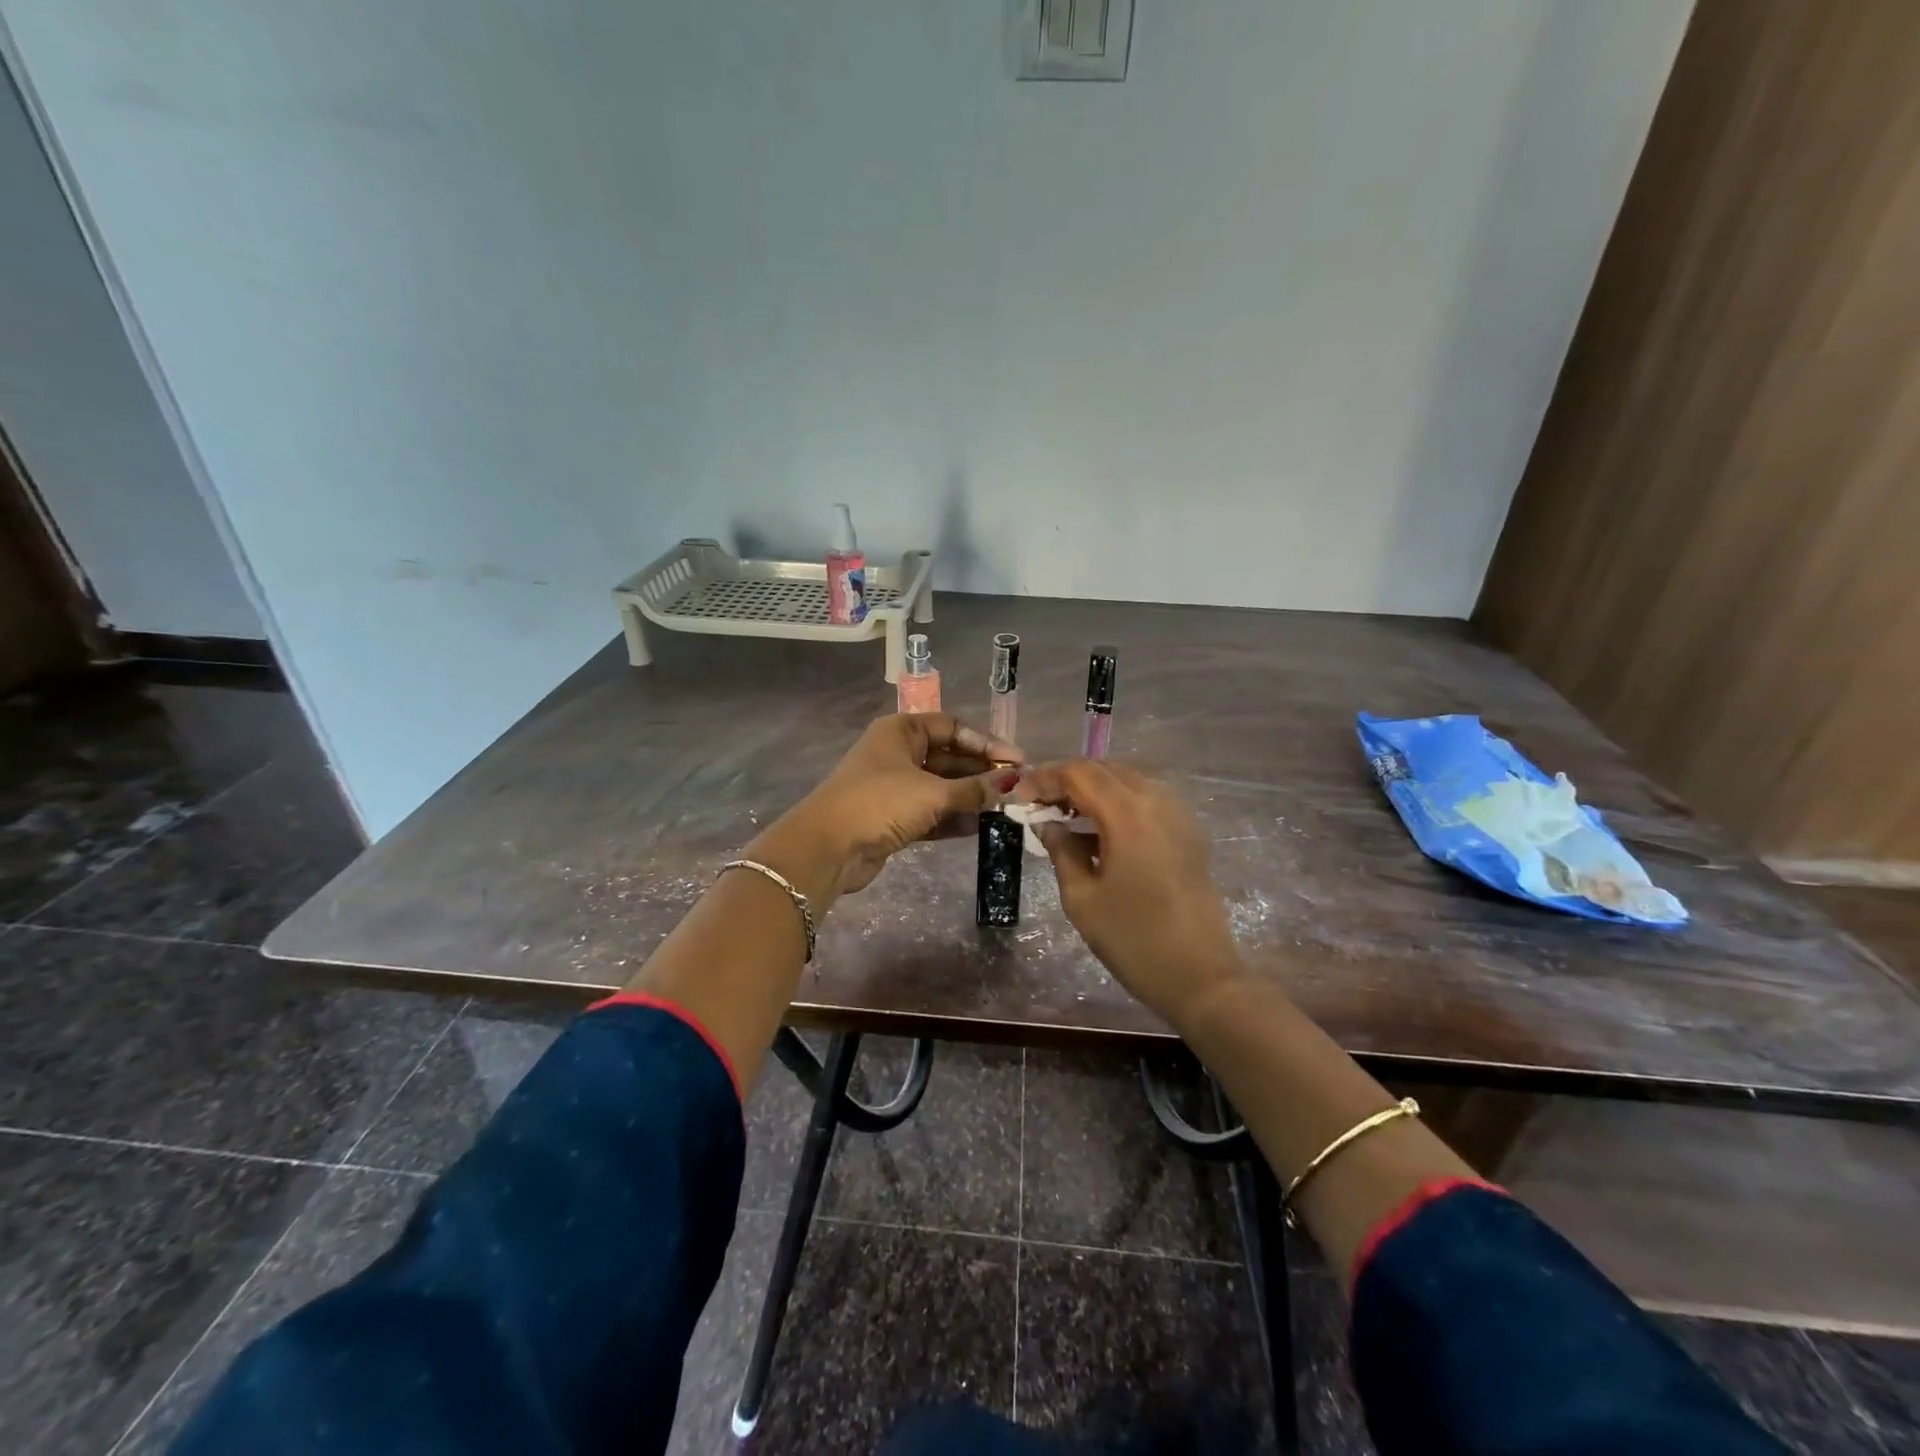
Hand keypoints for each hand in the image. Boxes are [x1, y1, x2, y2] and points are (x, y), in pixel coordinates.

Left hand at [748, 714, 1021, 903]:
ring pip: (942, 786)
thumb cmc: (880, 803)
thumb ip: (974, 789)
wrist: (827, 848)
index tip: (1017, 762)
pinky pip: (932, 811)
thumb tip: (1013, 785)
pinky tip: (982, 827)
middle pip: (949, 757)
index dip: (986, 742)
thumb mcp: (933, 793)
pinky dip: (954, 817)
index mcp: (902, 731)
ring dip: (971, 797)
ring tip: (1006, 809)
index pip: (953, 727)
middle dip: (981, 772)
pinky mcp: (893, 817)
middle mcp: (898, 753)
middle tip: (1017, 788)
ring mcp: (894, 787)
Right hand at [1020, 760, 1245, 1028]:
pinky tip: (1102, 830)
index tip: (1019, 798)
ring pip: (1128, 779)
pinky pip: (1148, 797)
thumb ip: (1061, 851)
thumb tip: (1047, 824)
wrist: (1202, 978)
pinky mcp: (1190, 831)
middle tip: (1039, 805)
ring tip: (1066, 815)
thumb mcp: (1082, 899)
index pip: (1078, 774)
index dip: (1044, 779)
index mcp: (1128, 815)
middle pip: (1104, 769)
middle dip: (1067, 780)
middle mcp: (1157, 802)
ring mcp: (1179, 814)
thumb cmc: (1134, 941)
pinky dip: (1119, 801)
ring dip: (1094, 788)